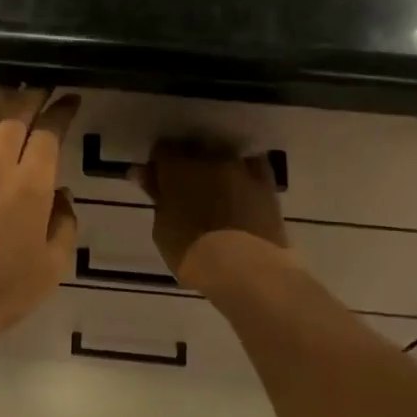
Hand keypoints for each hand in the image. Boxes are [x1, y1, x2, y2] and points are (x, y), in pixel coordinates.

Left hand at [0, 85, 80, 354]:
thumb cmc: (4, 291)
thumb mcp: (54, 265)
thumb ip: (64, 223)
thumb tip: (61, 194)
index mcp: (31, 185)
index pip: (48, 133)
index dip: (60, 112)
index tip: (69, 100)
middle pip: (14, 117)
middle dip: (31, 95)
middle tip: (40, 85)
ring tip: (9, 89)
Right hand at [132, 138, 290, 290]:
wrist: (245, 268)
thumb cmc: (193, 254)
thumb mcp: (163, 229)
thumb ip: (158, 199)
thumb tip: (149, 179)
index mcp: (177, 169)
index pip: (163, 149)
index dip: (160, 164)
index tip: (159, 180)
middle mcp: (209, 159)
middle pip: (194, 148)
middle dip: (188, 162)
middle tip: (186, 187)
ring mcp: (240, 168)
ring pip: (224, 155)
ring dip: (217, 166)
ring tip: (217, 189)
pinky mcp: (266, 182)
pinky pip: (253, 166)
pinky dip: (245, 172)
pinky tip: (242, 187)